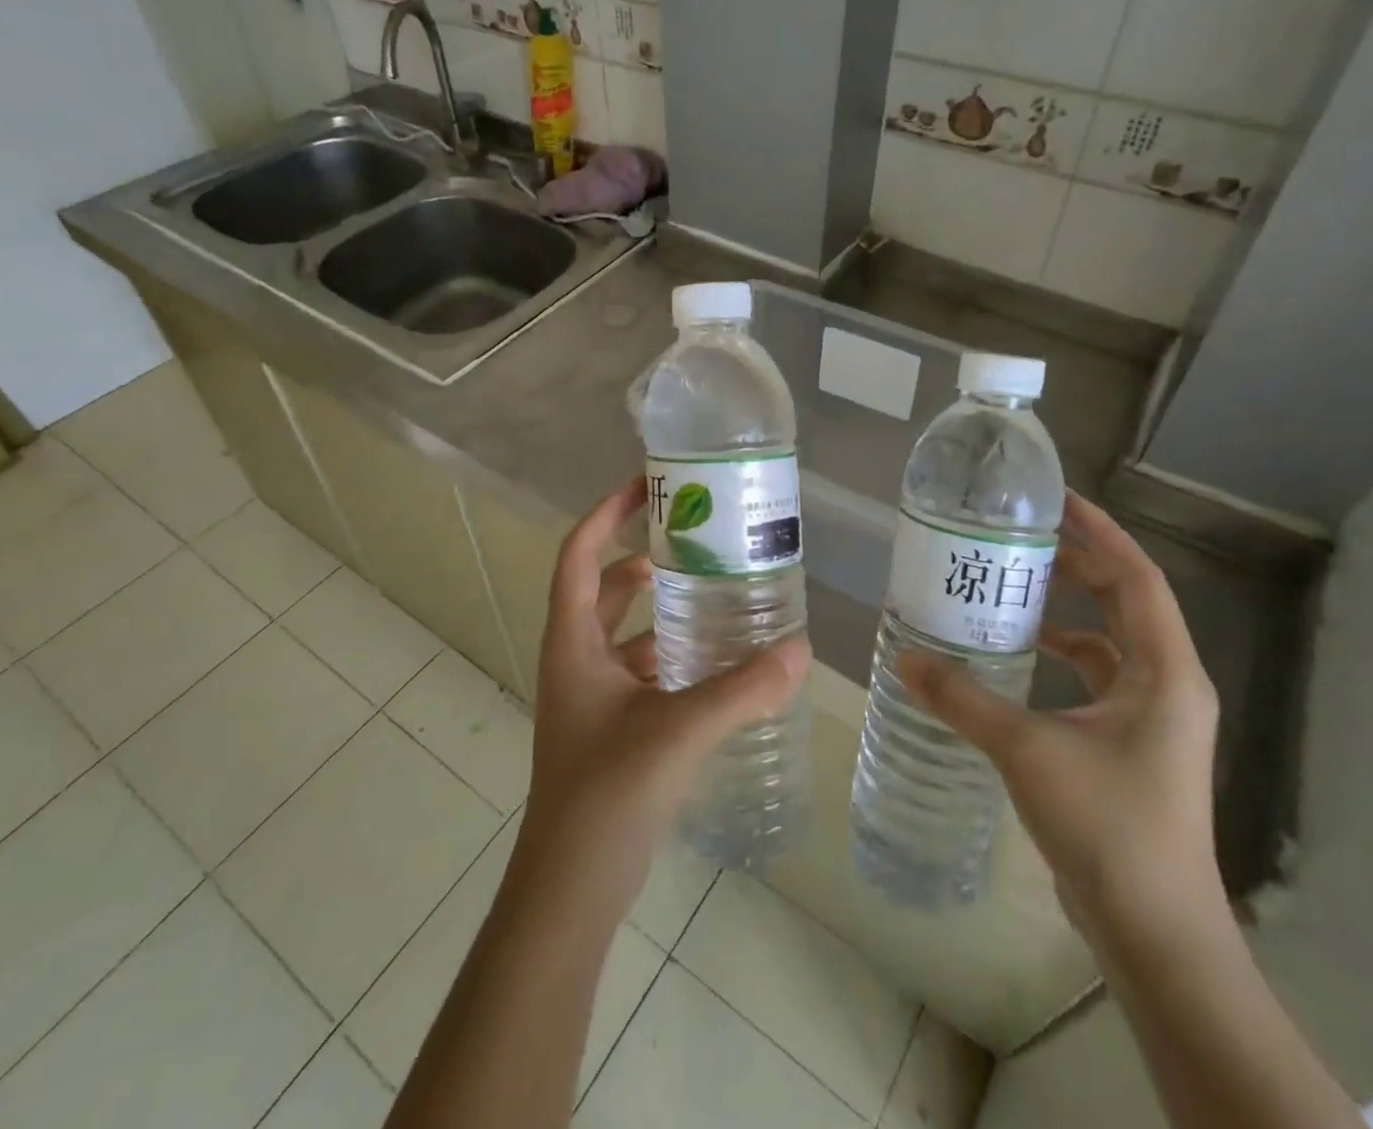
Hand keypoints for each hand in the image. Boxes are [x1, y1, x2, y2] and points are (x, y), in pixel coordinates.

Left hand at [514, 476, 810, 921]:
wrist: (571, 887)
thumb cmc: (608, 792)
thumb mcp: (679, 729)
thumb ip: (742, 689)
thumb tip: (801, 650)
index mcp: (573, 642)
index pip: (580, 555)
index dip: (606, 513)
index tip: (645, 485)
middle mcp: (576, 658)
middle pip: (605, 587)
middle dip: (643, 557)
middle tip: (696, 537)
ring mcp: (592, 695)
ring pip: (626, 632)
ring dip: (662, 608)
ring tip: (716, 589)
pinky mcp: (611, 726)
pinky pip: (642, 670)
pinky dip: (673, 654)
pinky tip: (717, 659)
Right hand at [897, 490, 1222, 957]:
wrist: (1155, 932)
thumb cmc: (1108, 825)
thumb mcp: (1026, 750)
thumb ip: (962, 699)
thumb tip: (903, 657)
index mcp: (1164, 672)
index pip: (1137, 578)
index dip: (1100, 533)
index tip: (1056, 500)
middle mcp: (1167, 685)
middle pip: (1125, 602)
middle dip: (1077, 565)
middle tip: (1020, 539)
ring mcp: (1152, 719)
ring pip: (1109, 643)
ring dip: (1066, 612)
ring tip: (1010, 590)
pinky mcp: (1130, 746)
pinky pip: (1095, 679)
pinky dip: (1060, 658)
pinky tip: (1014, 660)